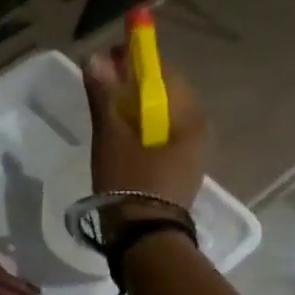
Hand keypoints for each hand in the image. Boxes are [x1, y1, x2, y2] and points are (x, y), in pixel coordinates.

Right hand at [83, 44, 208, 211]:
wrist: (143, 237)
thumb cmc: (130, 182)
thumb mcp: (111, 137)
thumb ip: (104, 96)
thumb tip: (95, 58)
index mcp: (190, 118)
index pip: (164, 73)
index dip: (136, 60)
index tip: (108, 58)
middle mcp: (199, 130)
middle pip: (165, 94)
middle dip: (134, 84)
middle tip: (102, 84)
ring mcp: (192, 153)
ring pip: (162, 116)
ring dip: (136, 107)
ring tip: (106, 110)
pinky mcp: (179, 170)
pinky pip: (161, 135)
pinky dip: (141, 127)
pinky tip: (121, 136)